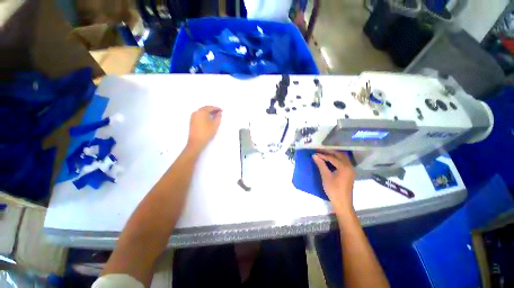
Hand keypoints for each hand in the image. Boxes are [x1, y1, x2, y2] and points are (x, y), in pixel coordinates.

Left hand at [186, 106, 221, 151]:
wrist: (196, 142)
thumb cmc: (207, 132)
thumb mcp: (215, 125)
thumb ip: (218, 117)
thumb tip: (219, 113)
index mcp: (201, 111)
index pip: (210, 107)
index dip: (216, 108)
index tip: (222, 110)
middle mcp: (196, 112)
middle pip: (205, 109)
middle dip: (212, 110)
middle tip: (219, 112)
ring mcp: (193, 117)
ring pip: (202, 112)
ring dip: (208, 113)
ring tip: (215, 116)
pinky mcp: (192, 121)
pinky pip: (199, 116)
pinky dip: (205, 116)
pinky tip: (209, 120)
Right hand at [312, 151, 355, 214]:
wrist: (342, 203)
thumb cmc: (333, 190)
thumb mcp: (325, 176)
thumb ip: (321, 164)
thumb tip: (314, 155)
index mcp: (344, 167)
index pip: (332, 157)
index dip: (323, 155)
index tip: (315, 153)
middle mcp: (349, 166)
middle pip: (339, 155)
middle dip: (329, 152)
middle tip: (319, 151)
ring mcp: (351, 169)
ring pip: (342, 158)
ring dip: (333, 155)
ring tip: (324, 154)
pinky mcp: (350, 173)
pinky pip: (343, 162)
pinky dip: (337, 159)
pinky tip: (330, 160)